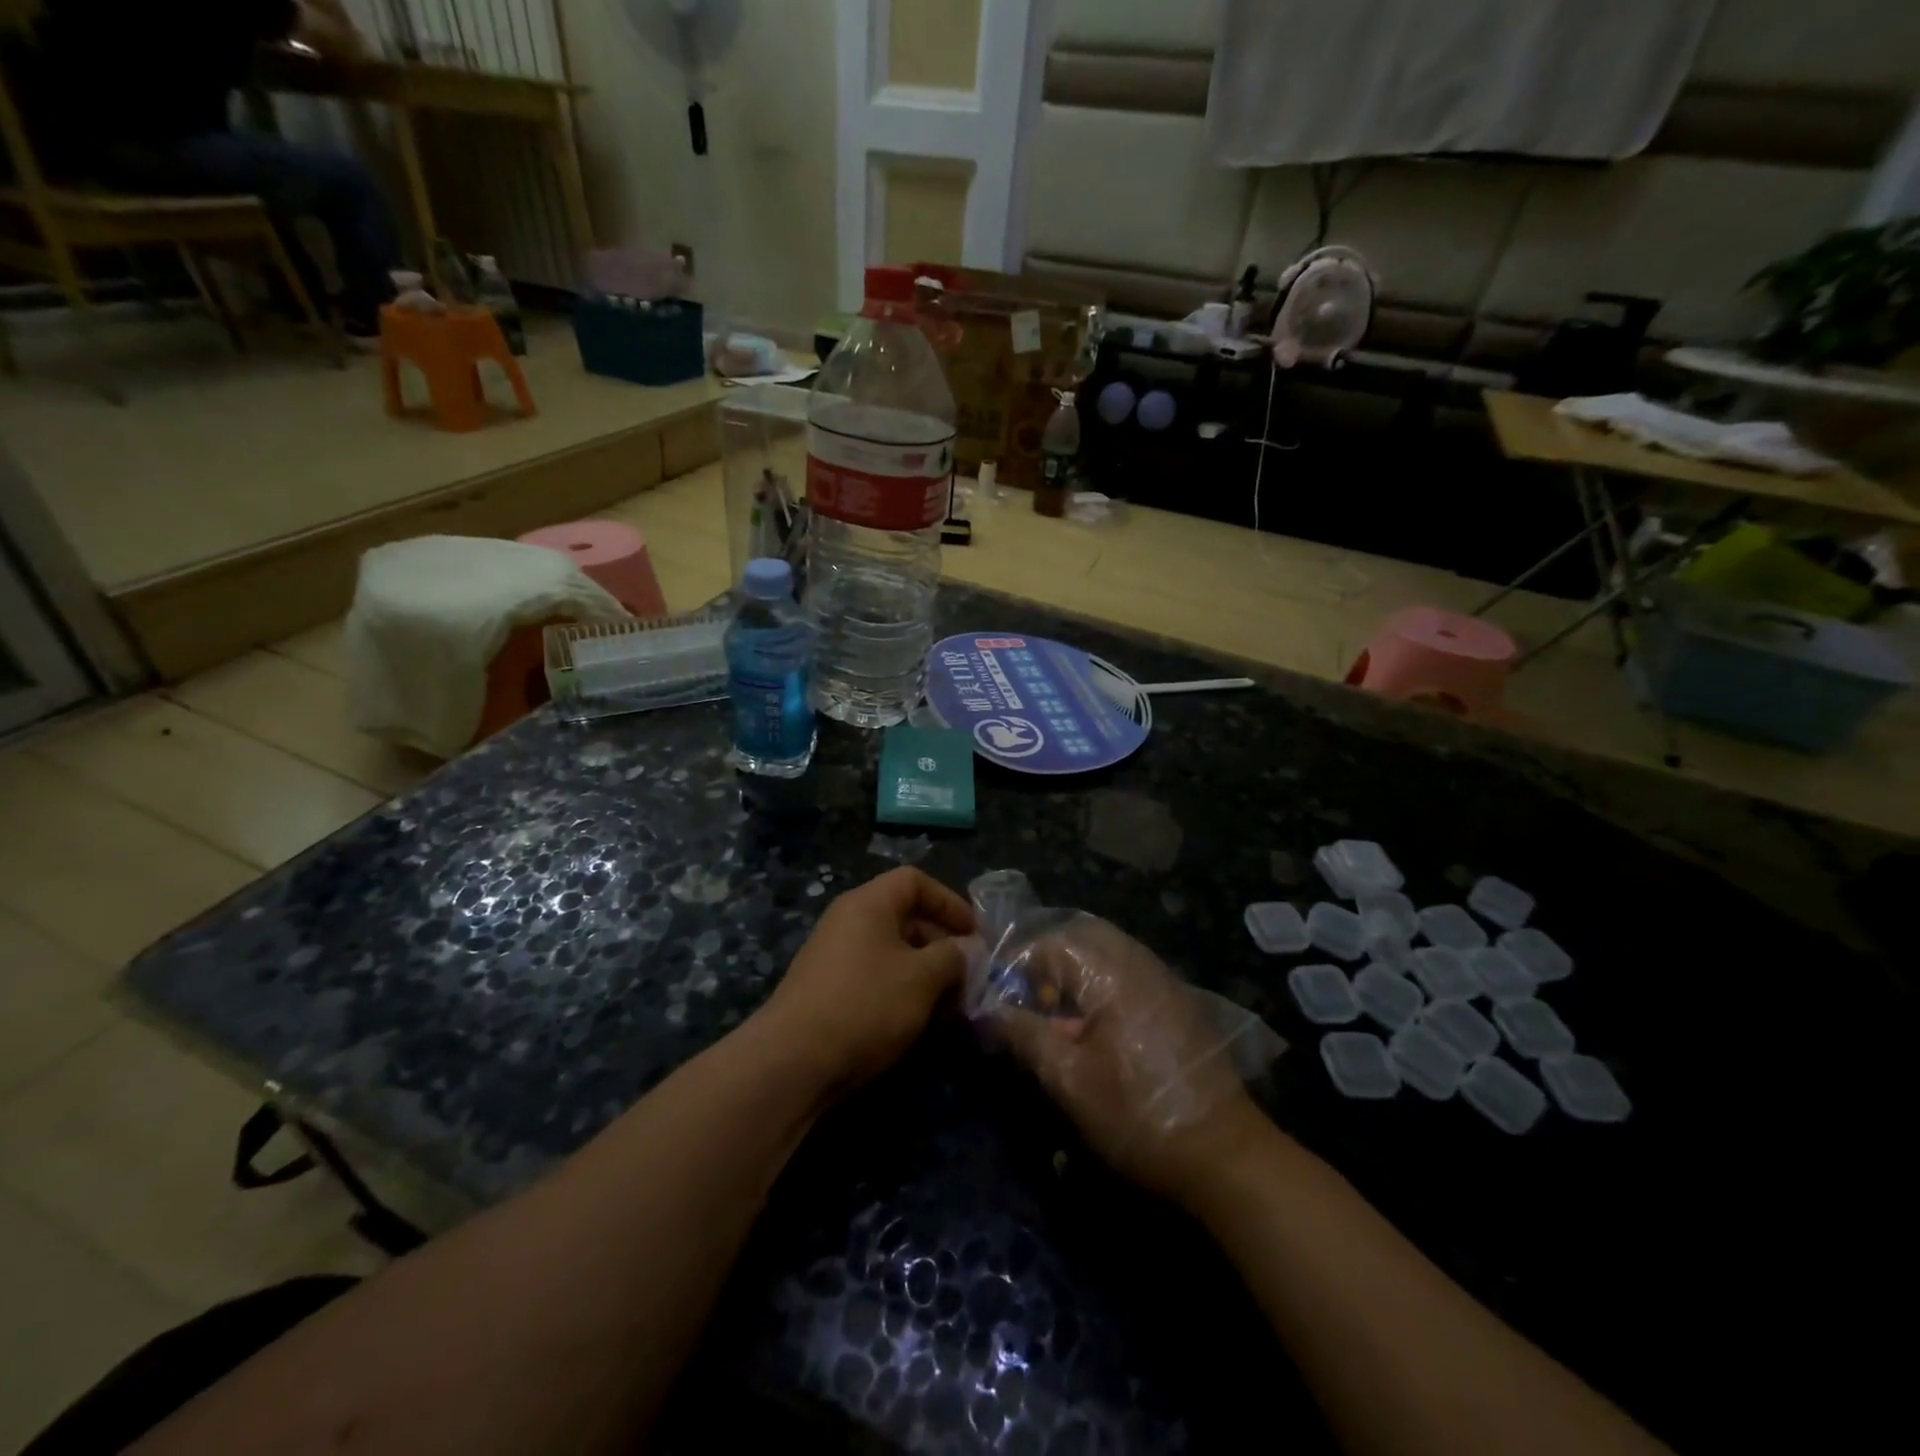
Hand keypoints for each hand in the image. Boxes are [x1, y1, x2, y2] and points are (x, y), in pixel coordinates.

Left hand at [758, 867, 975, 1095]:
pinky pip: (875, 977)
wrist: (793, 1061)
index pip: (914, 880)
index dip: (949, 901)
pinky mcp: (828, 991)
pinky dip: (901, 990)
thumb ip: (953, 957)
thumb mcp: (922, 978)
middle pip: (904, 916)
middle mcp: (848, 921)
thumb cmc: (866, 1004)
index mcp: (868, 903)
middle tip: (968, 973)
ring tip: (950, 1003)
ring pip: (892, 951)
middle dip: (941, 942)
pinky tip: (918, 1021)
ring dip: (925, 972)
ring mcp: (834, 957)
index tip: (975, 933)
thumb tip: (965, 951)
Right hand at [990, 915, 1265, 1204]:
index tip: (996, 995)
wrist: (1226, 1156)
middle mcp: (1140, 963)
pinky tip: (1093, 1031)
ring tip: (1054, 1018)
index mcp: (1111, 972)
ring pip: (1107, 957)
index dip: (1017, 964)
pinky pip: (1129, 976)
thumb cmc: (1138, 1114)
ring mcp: (1164, 982)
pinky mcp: (1179, 1005)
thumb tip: (986, 1009)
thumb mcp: (1068, 1080)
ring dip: (1074, 976)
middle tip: (1025, 1000)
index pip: (1051, 943)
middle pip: (1081, 939)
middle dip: (1046, 963)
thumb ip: (1024, 1035)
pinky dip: (1101, 989)